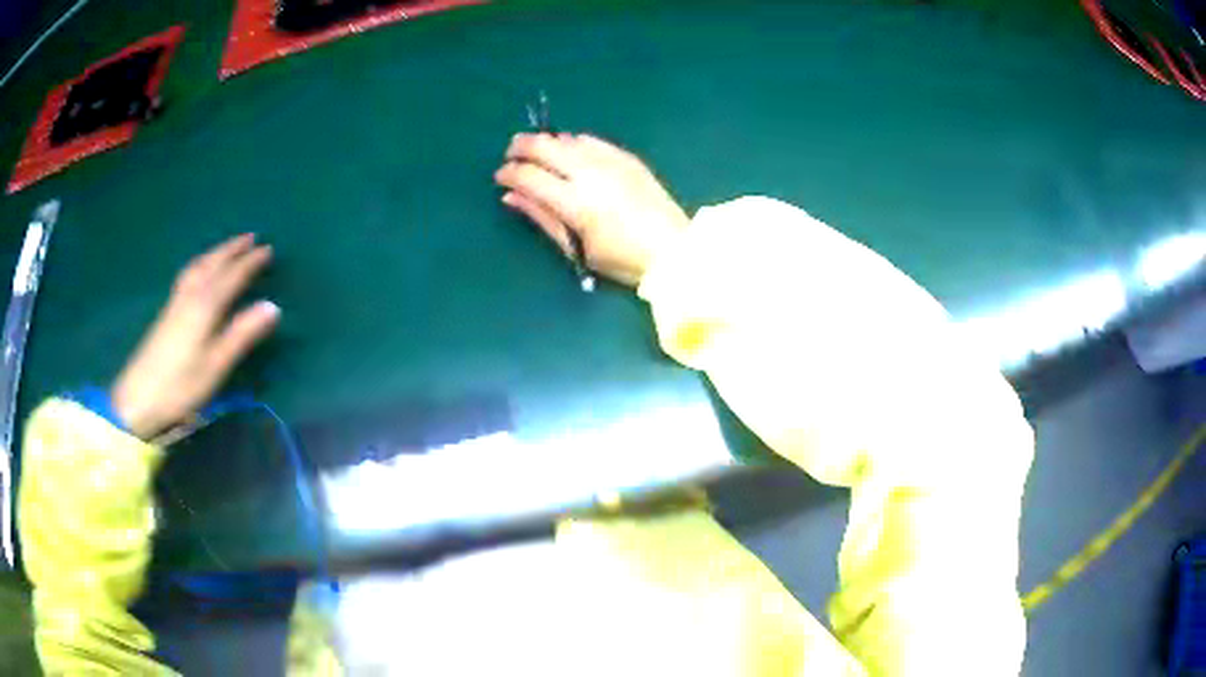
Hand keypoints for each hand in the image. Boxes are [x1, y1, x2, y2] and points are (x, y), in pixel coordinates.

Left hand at [111, 234, 279, 439]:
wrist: (139, 397)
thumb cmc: (181, 385)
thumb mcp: (216, 364)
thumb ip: (242, 334)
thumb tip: (273, 306)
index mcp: (205, 305)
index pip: (232, 276)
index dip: (250, 263)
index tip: (268, 250)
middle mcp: (191, 295)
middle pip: (213, 264)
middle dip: (232, 249)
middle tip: (251, 237)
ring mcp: (176, 302)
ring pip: (198, 267)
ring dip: (216, 253)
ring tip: (228, 248)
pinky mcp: (167, 312)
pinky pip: (189, 275)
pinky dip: (201, 263)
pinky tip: (199, 270)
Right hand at [495, 133, 689, 286]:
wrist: (673, 249)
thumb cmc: (621, 260)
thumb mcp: (577, 248)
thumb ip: (542, 218)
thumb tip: (511, 196)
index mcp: (576, 203)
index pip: (530, 176)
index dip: (509, 173)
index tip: (501, 177)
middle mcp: (590, 175)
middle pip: (545, 146)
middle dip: (521, 146)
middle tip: (512, 154)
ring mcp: (611, 162)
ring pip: (566, 139)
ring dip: (547, 142)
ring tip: (539, 154)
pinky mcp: (627, 158)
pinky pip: (591, 140)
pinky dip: (573, 142)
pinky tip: (569, 151)